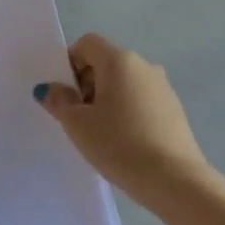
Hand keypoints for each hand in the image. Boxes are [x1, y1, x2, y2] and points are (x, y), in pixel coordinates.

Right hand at [35, 33, 213, 206]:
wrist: (173, 180)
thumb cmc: (118, 144)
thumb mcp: (77, 124)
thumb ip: (59, 101)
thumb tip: (51, 88)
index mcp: (119, 61)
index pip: (87, 44)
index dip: (70, 63)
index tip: (67, 95)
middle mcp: (144, 65)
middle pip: (105, 63)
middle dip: (87, 84)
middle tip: (80, 118)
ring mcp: (163, 87)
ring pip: (123, 83)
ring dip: (107, 99)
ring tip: (102, 133)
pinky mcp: (174, 109)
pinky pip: (140, 100)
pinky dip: (126, 112)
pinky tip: (124, 141)